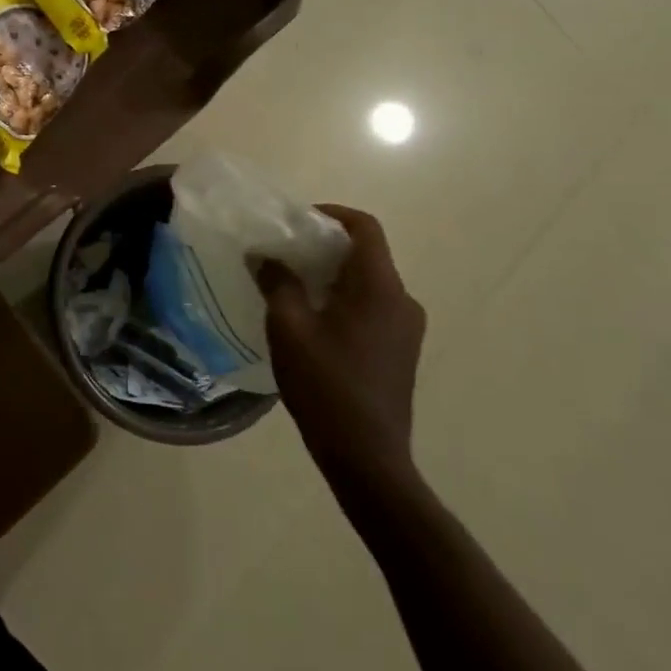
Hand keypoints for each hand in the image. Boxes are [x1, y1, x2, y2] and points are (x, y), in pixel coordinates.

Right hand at [258, 206, 426, 486]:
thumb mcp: (289, 329)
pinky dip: (343, 300)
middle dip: (324, 247)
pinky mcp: (402, 351)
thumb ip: (277, 283)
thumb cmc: (326, 385)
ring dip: (332, 276)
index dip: (331, 214)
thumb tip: (264, 255)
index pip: (364, 227)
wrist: (367, 457)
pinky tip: (313, 322)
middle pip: (366, 254)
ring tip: (292, 288)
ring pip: (368, 283)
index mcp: (379, 287)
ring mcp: (407, 328)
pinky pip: (372, 307)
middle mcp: (402, 300)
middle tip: (284, 254)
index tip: (296, 221)